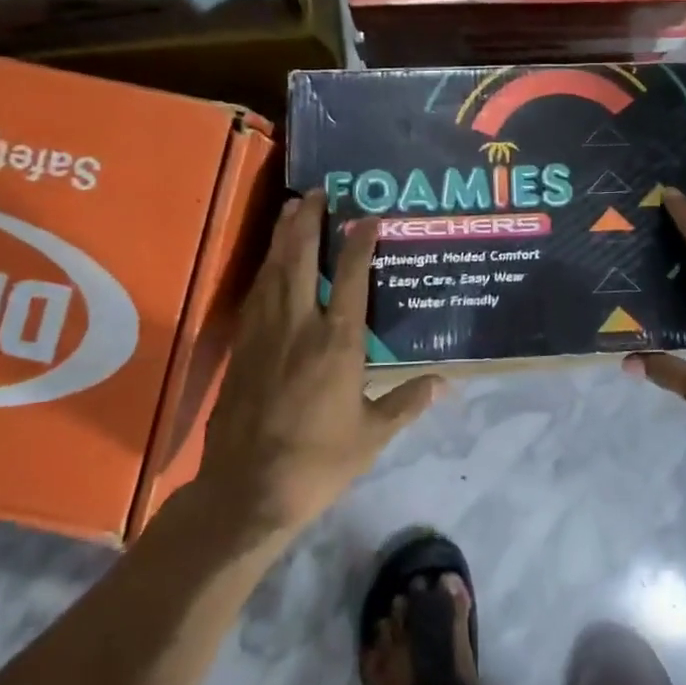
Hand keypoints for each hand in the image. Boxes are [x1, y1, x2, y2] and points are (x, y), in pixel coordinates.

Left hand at [198, 191, 443, 535]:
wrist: (247, 492)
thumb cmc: (318, 462)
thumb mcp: (372, 435)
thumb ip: (407, 402)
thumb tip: (444, 383)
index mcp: (337, 342)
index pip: (350, 276)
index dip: (359, 241)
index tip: (367, 216)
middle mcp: (299, 325)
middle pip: (299, 258)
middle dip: (307, 220)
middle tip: (316, 192)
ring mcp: (264, 334)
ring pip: (272, 270)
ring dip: (282, 236)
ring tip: (290, 208)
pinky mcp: (242, 349)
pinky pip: (256, 295)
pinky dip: (266, 269)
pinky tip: (269, 263)